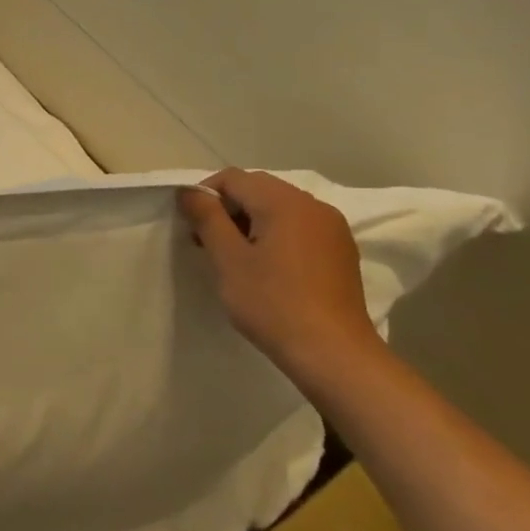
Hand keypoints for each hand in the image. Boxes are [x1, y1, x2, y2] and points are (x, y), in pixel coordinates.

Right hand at [180, 169, 384, 374]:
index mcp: (284, 202)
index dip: (204, 196)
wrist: (332, 352)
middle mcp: (313, 205)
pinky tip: (267, 268)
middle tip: (208, 243)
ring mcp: (332, 228)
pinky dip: (275, 235)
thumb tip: (189, 192)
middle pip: (258, 189)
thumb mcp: (228, 259)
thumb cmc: (272, 302)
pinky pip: (299, 227)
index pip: (233, 178)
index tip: (192, 227)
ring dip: (250, 222)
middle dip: (228, 208)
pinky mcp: (340, 250)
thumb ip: (207, 218)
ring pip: (279, 208)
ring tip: (235, 258)